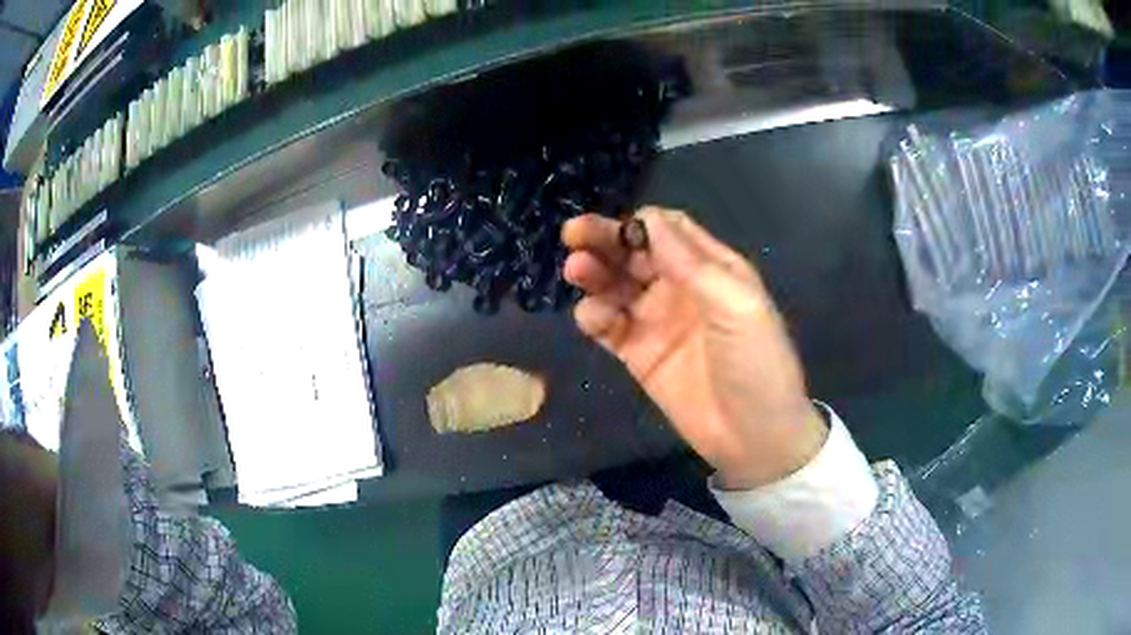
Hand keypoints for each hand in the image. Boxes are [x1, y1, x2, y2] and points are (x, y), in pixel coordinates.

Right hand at [562, 207, 826, 489]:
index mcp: (712, 269)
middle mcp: (681, 289)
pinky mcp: (638, 354)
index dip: (641, 225)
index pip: (669, 231)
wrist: (753, 438)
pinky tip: (591, 316)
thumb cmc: (756, 364)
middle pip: (636, 253)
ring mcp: (657, 322)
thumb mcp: (736, 306)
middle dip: (606, 240)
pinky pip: (609, 326)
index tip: (618, 230)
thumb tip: (649, 219)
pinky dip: (594, 316)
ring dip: (595, 273)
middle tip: (573, 234)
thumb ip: (693, 264)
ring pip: (617, 285)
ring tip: (576, 271)